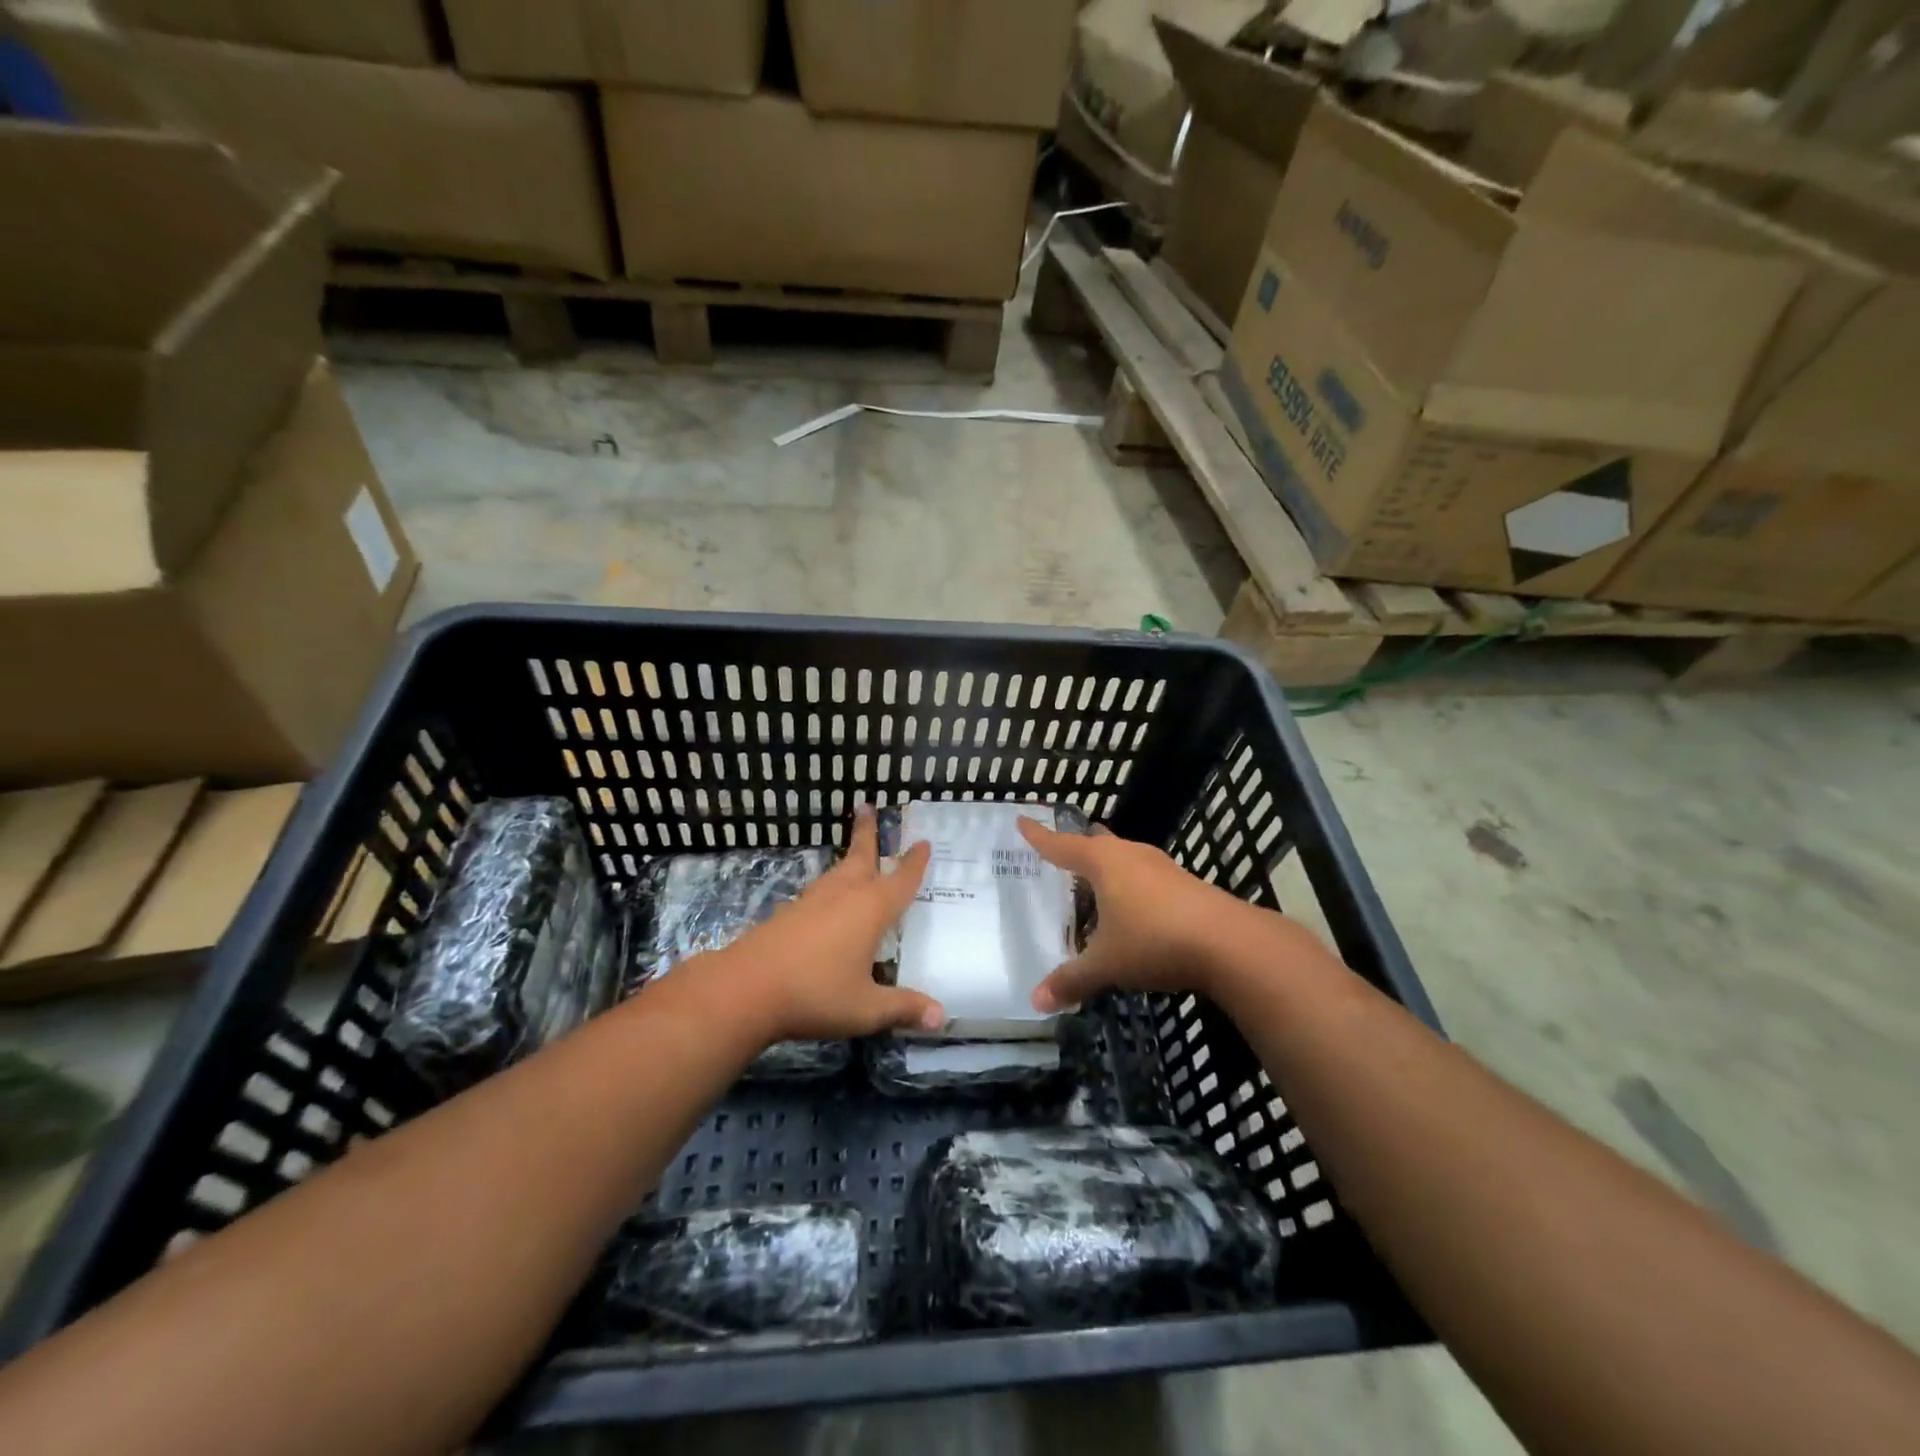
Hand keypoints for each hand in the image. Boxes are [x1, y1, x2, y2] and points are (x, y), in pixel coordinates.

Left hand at [716, 809, 941, 1044]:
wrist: (746, 988)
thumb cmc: (815, 994)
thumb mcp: (866, 1009)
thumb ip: (903, 1009)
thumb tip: (942, 1017)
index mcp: (870, 910)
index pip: (900, 880)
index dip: (914, 863)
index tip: (923, 842)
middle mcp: (844, 895)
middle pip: (861, 856)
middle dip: (868, 832)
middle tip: (868, 805)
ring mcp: (813, 901)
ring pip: (838, 871)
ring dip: (850, 856)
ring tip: (857, 853)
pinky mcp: (789, 913)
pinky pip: (820, 890)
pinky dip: (832, 884)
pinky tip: (829, 899)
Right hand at [1018, 816, 1284, 1010]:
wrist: (1229, 943)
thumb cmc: (1154, 941)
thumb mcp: (1107, 964)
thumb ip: (1072, 980)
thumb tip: (1035, 1001)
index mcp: (1103, 863)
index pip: (1061, 845)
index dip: (1039, 836)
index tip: (1022, 820)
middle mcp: (1131, 855)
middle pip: (1097, 843)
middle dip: (1078, 846)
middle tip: (1060, 851)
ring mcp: (1162, 867)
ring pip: (1125, 857)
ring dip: (1108, 866)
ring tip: (1093, 879)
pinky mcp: (1185, 884)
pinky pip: (1145, 876)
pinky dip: (1130, 884)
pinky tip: (1132, 906)